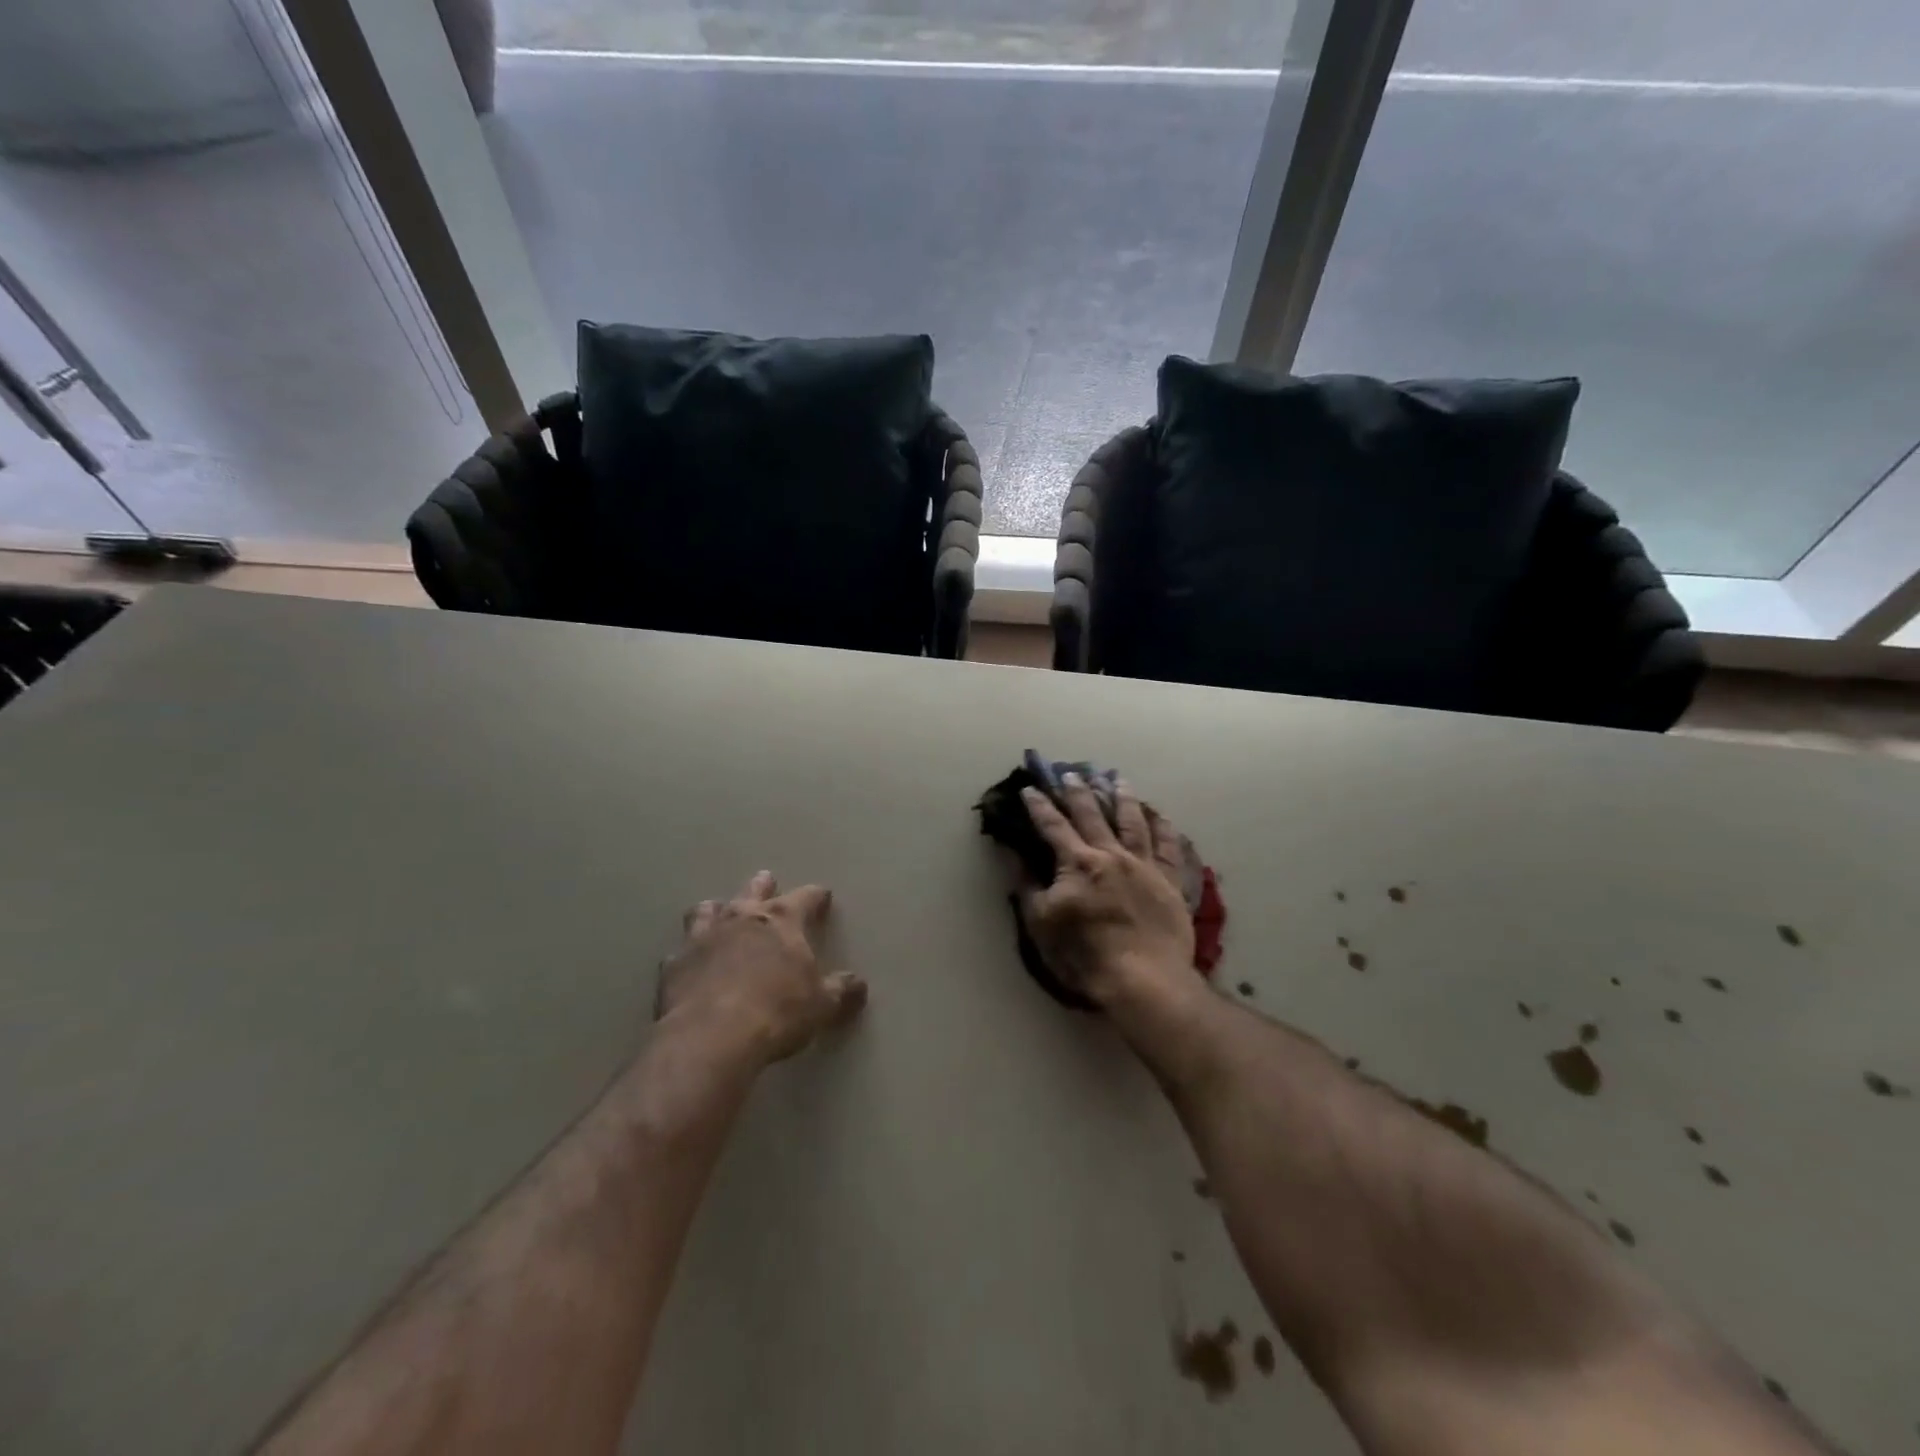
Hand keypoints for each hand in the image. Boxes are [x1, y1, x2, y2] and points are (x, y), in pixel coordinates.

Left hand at [658, 872, 867, 1064]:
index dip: (816, 896)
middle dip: (763, 886)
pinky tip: (689, 964)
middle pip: (753, 890)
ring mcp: (703, 937)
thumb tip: (859, 985)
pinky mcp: (673, 965)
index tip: (823, 896)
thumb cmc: (778, 1012)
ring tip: (718, 911)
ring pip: (708, 910)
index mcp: (782, 920)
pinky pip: (680, 952)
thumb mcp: (822, 1005)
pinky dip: (688, 954)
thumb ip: (841, 990)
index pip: (805, 897)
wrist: (713, 1037)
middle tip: (766, 881)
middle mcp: (742, 917)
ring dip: (716, 910)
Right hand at [1015, 776, 1198, 1010]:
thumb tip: (1010, 852)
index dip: (1040, 807)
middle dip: (1078, 792)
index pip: (1053, 826)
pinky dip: (1164, 828)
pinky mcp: (1170, 882)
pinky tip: (1161, 815)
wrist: (1144, 980)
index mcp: (1078, 863)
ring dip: (1123, 798)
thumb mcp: (1041, 923)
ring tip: (1118, 779)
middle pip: (1092, 815)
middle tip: (1070, 773)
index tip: (1030, 789)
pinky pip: (1169, 847)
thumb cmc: (1084, 955)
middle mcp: (1111, 854)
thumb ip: (1026, 885)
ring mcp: (1144, 866)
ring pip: (1133, 822)